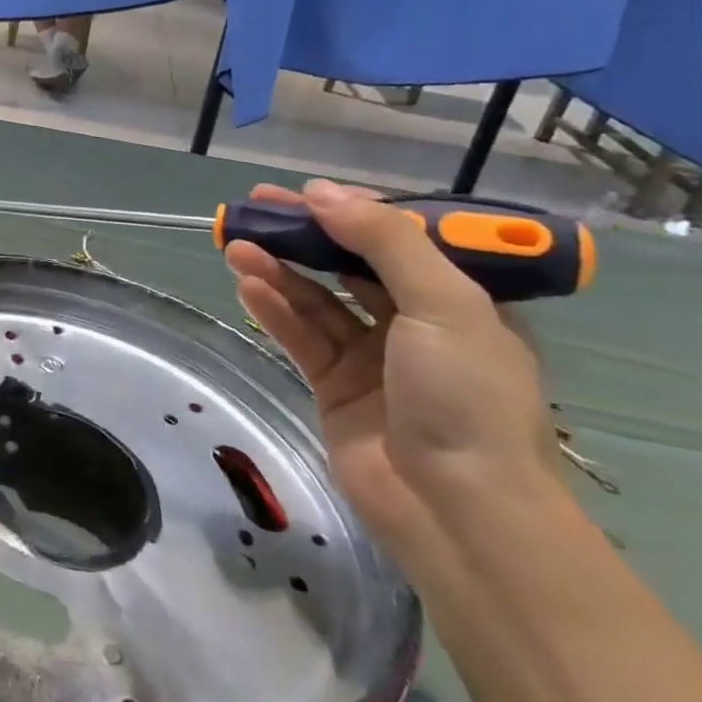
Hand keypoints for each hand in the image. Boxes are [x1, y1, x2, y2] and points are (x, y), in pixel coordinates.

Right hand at [224, 179, 563, 556]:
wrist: (455, 509)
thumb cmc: (465, 397)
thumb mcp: (443, 304)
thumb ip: (384, 242)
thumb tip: (322, 192)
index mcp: (460, 301)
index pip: (400, 239)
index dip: (351, 211)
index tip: (304, 193)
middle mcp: (416, 324)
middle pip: (349, 264)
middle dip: (304, 236)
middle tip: (255, 209)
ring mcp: (372, 357)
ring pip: (317, 299)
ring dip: (279, 270)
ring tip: (236, 245)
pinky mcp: (334, 385)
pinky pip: (300, 335)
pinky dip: (274, 309)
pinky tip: (247, 285)